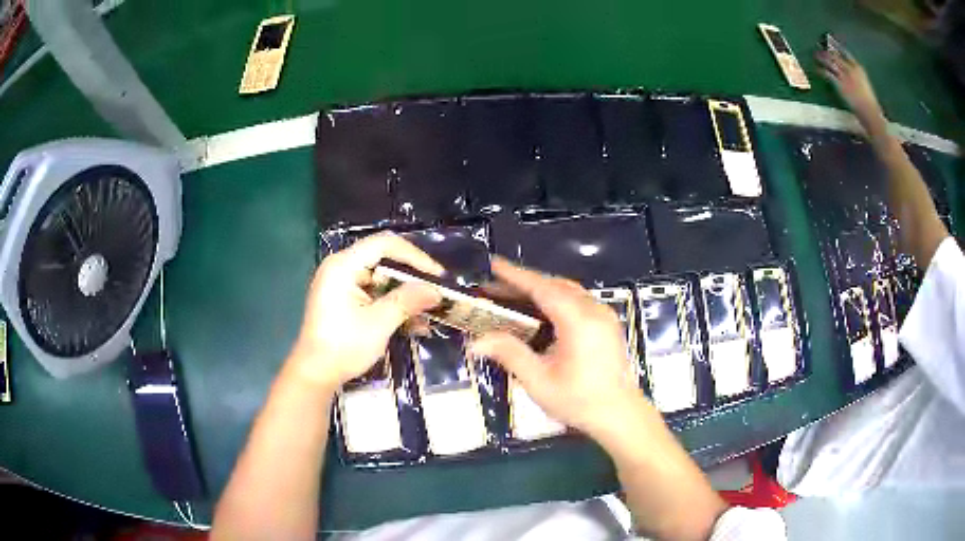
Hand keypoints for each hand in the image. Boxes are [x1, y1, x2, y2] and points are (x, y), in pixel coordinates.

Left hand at [290, 232, 443, 388]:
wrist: (315, 374)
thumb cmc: (343, 347)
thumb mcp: (379, 324)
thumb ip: (407, 302)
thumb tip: (436, 291)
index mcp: (343, 266)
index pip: (384, 244)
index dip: (414, 256)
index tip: (438, 275)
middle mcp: (341, 268)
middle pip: (383, 260)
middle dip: (412, 277)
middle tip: (436, 291)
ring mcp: (342, 284)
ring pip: (381, 279)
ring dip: (405, 295)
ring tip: (430, 311)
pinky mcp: (344, 300)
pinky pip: (374, 294)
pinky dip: (392, 305)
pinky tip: (414, 323)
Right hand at [468, 257, 644, 437]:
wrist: (620, 415)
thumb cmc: (579, 400)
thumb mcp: (539, 380)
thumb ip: (509, 354)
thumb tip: (476, 342)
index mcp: (578, 320)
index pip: (542, 288)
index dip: (516, 275)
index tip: (494, 263)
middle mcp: (594, 310)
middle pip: (556, 286)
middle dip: (525, 283)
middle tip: (496, 286)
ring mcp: (604, 316)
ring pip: (569, 291)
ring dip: (542, 290)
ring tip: (514, 297)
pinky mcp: (608, 325)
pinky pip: (579, 301)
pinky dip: (557, 299)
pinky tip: (542, 313)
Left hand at [816, 48, 883, 125]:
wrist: (871, 114)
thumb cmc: (870, 104)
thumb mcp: (865, 85)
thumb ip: (857, 77)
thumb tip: (849, 72)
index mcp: (859, 68)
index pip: (845, 52)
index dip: (836, 46)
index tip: (830, 41)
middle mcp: (851, 69)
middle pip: (835, 55)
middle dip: (826, 51)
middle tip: (818, 48)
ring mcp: (845, 76)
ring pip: (830, 62)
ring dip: (821, 57)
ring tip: (815, 56)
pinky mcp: (840, 85)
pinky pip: (827, 73)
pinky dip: (821, 70)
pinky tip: (817, 69)